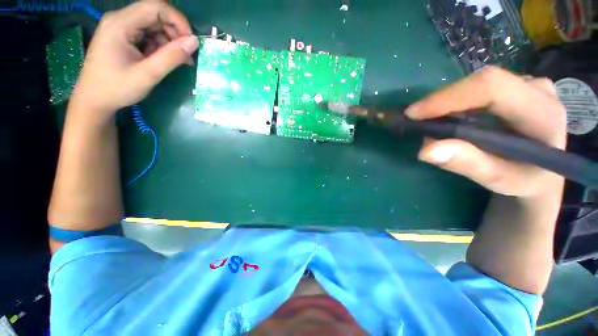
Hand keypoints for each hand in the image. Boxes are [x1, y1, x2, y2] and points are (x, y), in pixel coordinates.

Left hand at [71, 1, 198, 120]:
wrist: (94, 100)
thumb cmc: (117, 88)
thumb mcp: (148, 74)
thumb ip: (171, 57)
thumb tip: (194, 42)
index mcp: (120, 23)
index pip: (156, 7)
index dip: (178, 21)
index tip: (191, 42)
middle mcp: (120, 19)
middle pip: (156, 14)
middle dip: (175, 32)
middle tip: (187, 55)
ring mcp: (121, 27)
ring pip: (154, 24)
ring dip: (170, 40)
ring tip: (179, 61)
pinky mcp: (123, 36)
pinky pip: (148, 34)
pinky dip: (161, 45)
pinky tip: (165, 59)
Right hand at [406, 66, 567, 197]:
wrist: (542, 171)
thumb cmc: (524, 180)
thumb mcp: (499, 180)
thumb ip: (468, 164)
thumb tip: (426, 150)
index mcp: (543, 113)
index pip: (492, 88)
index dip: (448, 97)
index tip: (413, 114)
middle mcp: (538, 89)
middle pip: (481, 82)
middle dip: (443, 101)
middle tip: (417, 120)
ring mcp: (529, 83)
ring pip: (477, 83)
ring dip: (447, 101)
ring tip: (430, 121)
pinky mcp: (518, 85)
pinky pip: (479, 87)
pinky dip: (456, 101)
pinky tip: (448, 116)